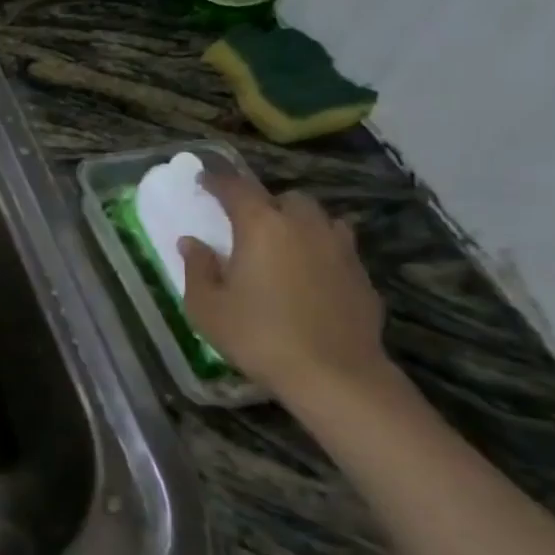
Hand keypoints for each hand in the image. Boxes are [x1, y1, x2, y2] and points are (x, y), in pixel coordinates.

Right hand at [178, 172, 388, 399]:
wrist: (334, 375)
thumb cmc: (257, 335)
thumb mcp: (206, 306)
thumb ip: (197, 268)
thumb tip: (192, 242)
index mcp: (261, 227)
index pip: (237, 188)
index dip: (218, 181)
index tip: (204, 180)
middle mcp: (304, 227)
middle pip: (286, 198)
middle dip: (265, 202)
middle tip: (246, 222)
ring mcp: (339, 250)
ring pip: (320, 219)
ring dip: (299, 223)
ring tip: (282, 244)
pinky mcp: (361, 276)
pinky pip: (338, 248)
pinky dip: (320, 251)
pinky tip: (309, 277)